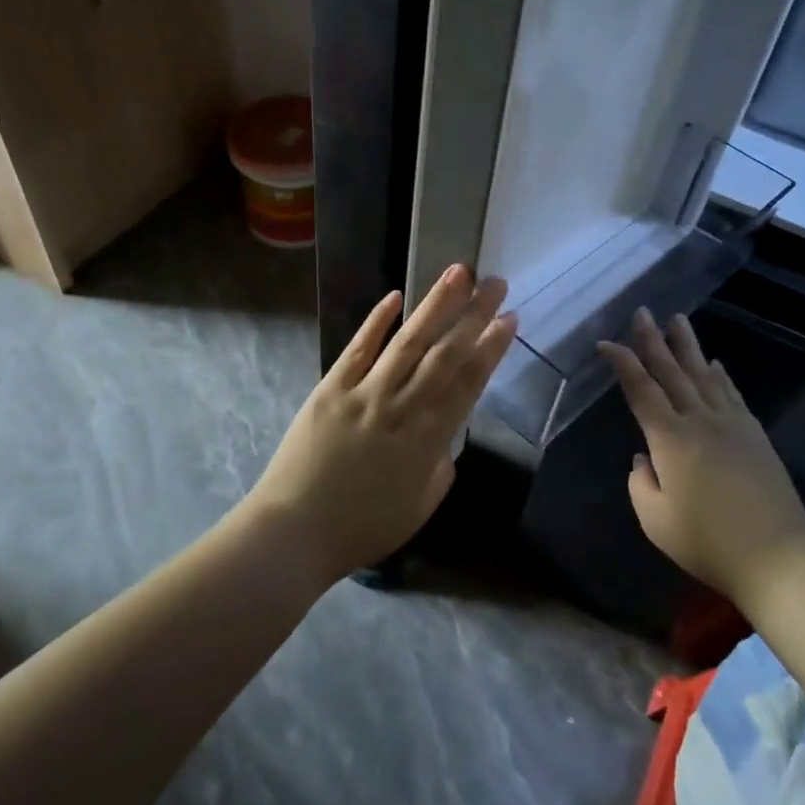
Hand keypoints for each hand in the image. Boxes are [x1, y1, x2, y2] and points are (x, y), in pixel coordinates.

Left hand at [252, 266, 517, 581]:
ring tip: (458, 273)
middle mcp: (401, 407)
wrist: (295, 532)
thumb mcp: (420, 506)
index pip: (468, 383)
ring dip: (435, 305)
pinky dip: (377, 321)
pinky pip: (358, 348)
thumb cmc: (362, 528)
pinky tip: (396, 296)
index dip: (491, 348)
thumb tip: (445, 434)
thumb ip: (440, 465)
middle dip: (474, 315)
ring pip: (408, 341)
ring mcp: (364, 393)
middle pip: (445, 353)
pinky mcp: (331, 388)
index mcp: (428, 439)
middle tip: (496, 282)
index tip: (509, 318)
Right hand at [598, 309, 804, 604]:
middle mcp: (700, 421)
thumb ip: (640, 483)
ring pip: (704, 374)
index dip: (622, 363)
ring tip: (677, 319)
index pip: (640, 390)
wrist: (779, 558)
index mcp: (670, 439)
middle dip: (653, 340)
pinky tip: (715, 363)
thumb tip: (644, 459)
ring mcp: (732, 425)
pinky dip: (720, 375)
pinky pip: (732, 394)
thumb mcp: (656, 521)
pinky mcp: (755, 435)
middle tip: (642, 312)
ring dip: (688, 346)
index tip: (605, 343)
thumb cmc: (708, 544)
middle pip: (672, 372)